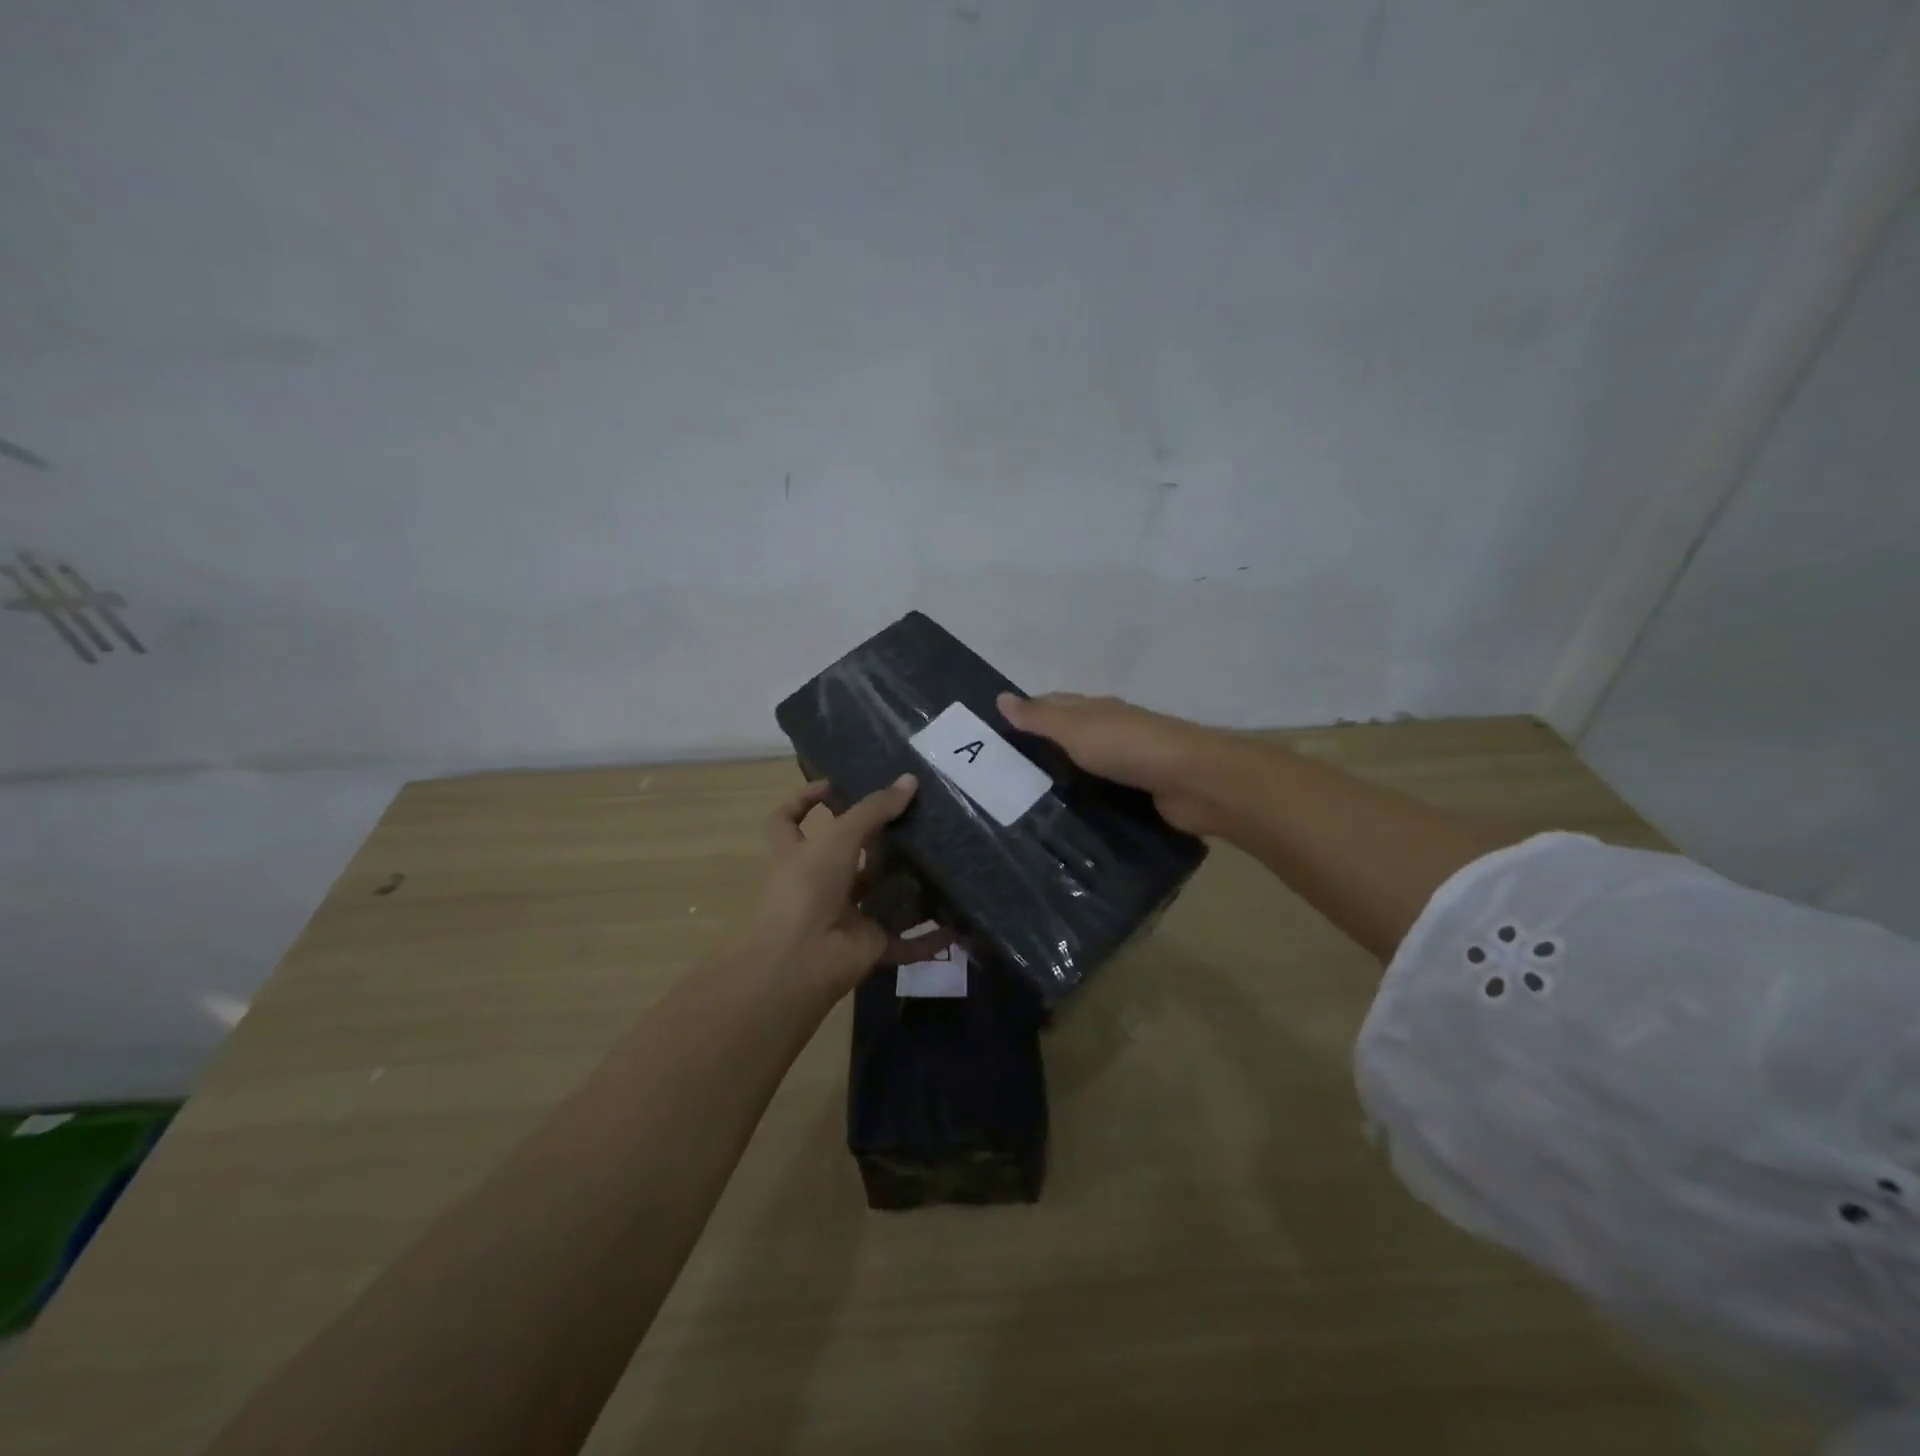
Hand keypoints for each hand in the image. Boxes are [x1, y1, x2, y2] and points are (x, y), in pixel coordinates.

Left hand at [745, 775, 952, 998]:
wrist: (801, 960)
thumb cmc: (807, 887)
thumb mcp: (838, 837)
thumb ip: (874, 810)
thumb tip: (909, 780)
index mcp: (797, 855)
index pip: (789, 820)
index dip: (804, 800)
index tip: (833, 786)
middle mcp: (819, 883)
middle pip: (847, 858)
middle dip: (877, 842)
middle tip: (914, 820)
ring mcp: (844, 916)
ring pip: (880, 897)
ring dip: (907, 886)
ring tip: (943, 861)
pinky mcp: (868, 945)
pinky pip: (905, 941)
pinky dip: (928, 938)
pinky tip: (957, 926)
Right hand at [997, 691, 1232, 835]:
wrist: (1194, 781)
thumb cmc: (1130, 747)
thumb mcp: (1076, 729)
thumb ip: (1040, 718)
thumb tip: (1000, 697)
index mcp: (1097, 710)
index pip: (1055, 705)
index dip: (1028, 712)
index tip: (996, 733)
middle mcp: (1113, 732)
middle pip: (1070, 736)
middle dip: (1042, 749)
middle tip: (1004, 777)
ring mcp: (1129, 764)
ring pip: (1086, 768)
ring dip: (1063, 778)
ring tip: (1025, 803)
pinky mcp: (1141, 794)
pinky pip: (1103, 795)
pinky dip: (1085, 801)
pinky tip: (1066, 818)